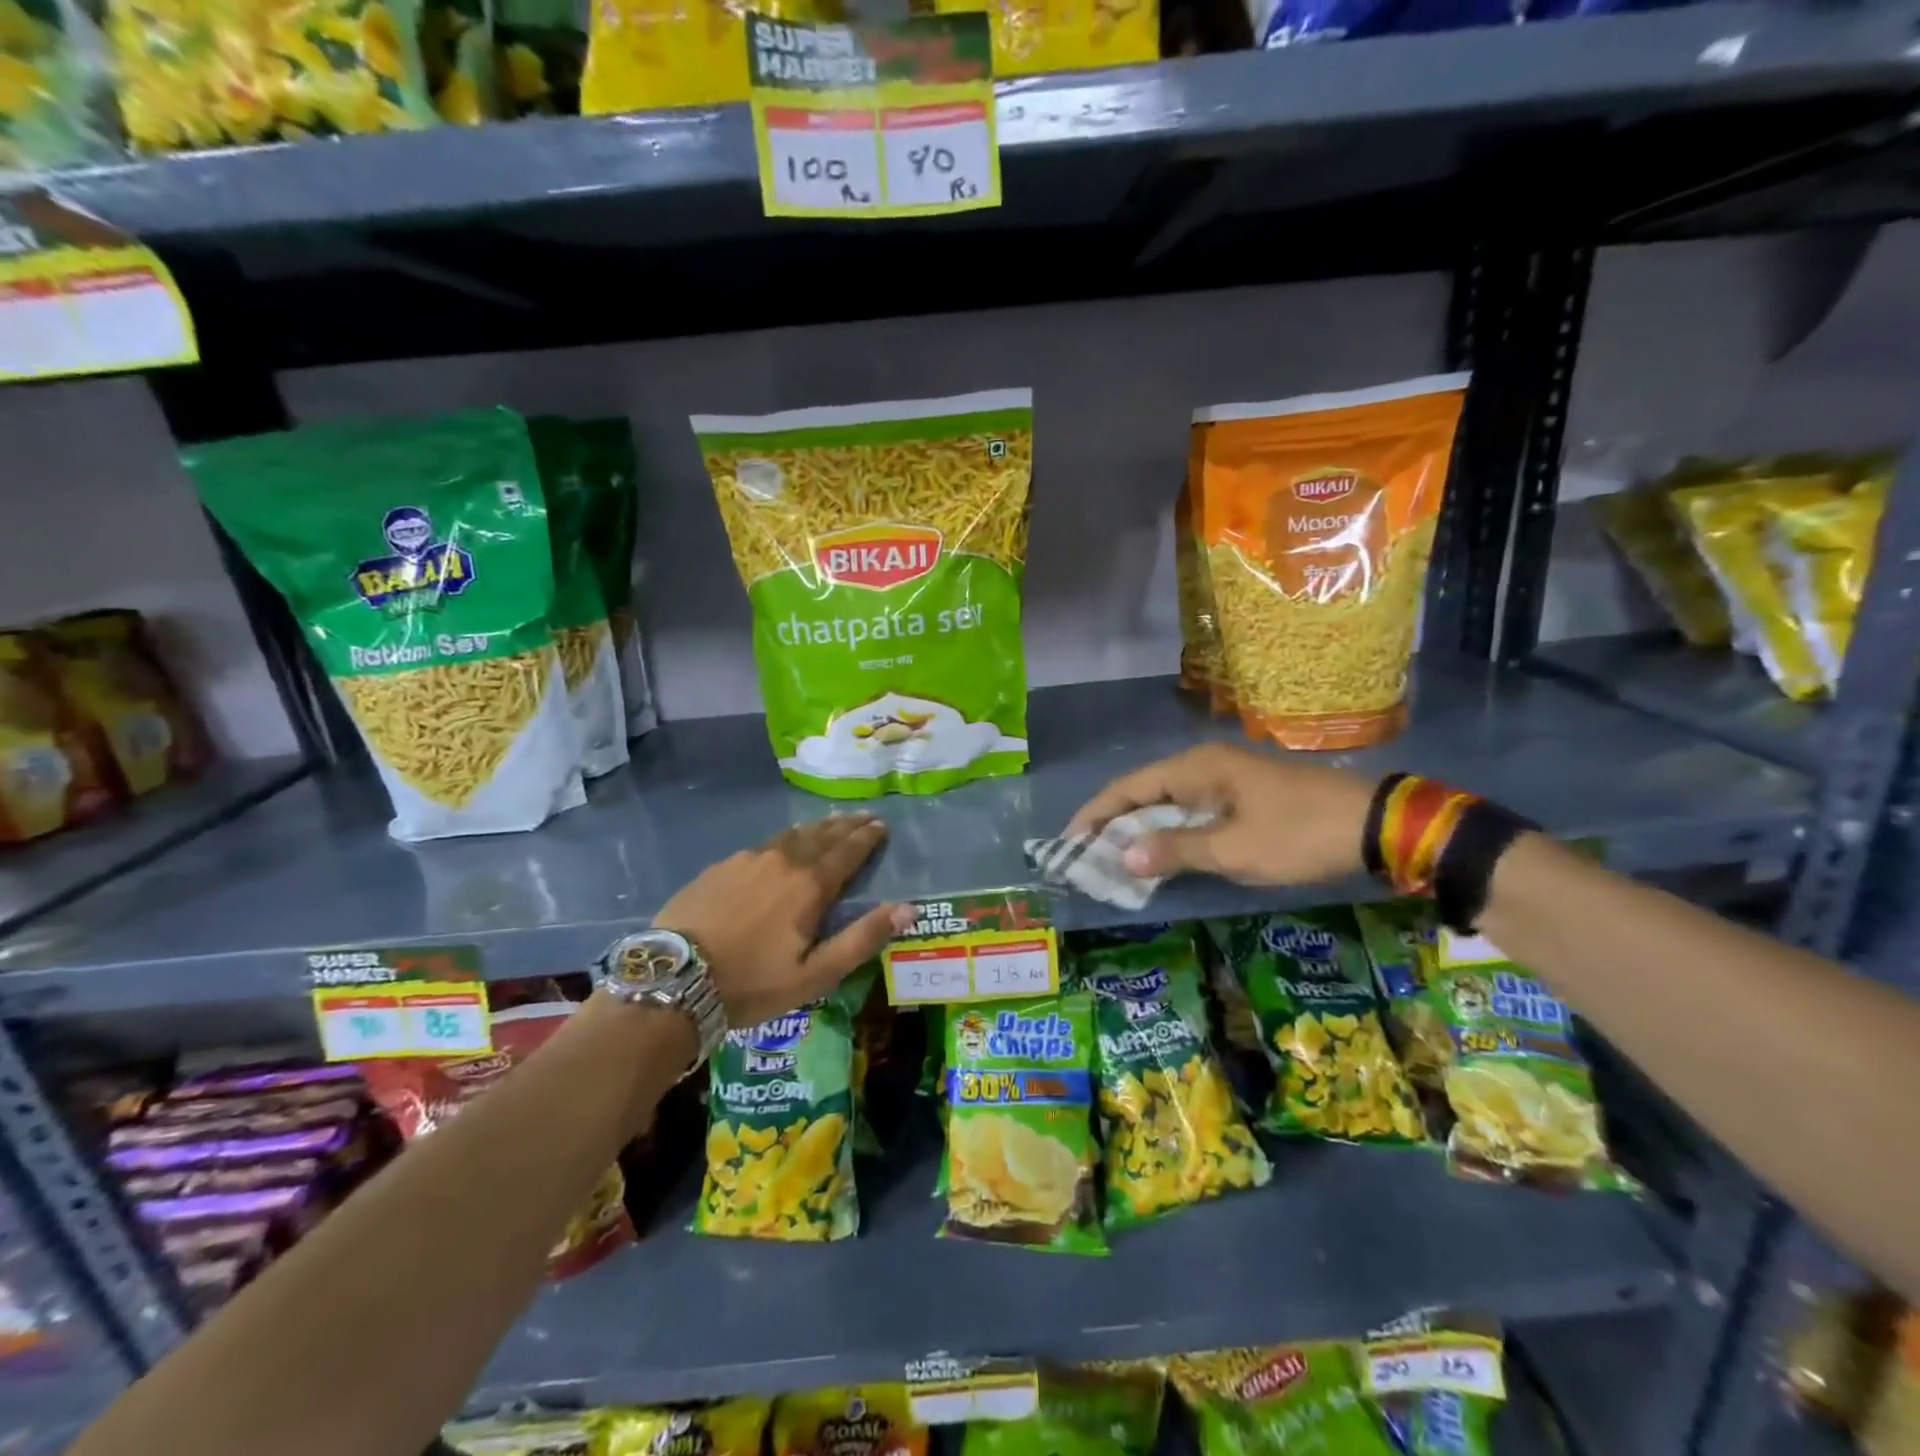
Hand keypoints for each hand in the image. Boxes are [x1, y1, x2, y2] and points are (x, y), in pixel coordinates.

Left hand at [655, 811, 913, 1028]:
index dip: (867, 838)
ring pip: (791, 835)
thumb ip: (862, 938)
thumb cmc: (752, 983)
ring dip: (816, 828)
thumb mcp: (816, 974)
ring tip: (829, 822)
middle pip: (821, 836)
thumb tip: (908, 908)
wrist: (675, 980)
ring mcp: (747, 860)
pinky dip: (783, 839)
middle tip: (862, 816)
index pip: (847, 851)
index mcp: (810, 885)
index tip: (880, 825)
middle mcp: (783, 861)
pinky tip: (781, 844)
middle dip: (846, 826)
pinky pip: (763, 844)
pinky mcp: (720, 867)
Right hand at [1067, 743, 1374, 886]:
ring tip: (1116, 861)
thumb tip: (1123, 856)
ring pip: (1168, 803)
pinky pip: (1191, 811)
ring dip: (1142, 830)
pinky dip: (1170, 833)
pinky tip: (1162, 855)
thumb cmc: (1298, 834)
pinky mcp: (1242, 796)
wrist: (1374, 825)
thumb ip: (1175, 850)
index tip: (1070, 841)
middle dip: (1114, 823)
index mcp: (1196, 768)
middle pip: (1144, 792)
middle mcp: (1204, 766)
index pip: (1128, 787)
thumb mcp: (1234, 849)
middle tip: (1088, 857)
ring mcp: (1225, 779)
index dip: (1096, 813)